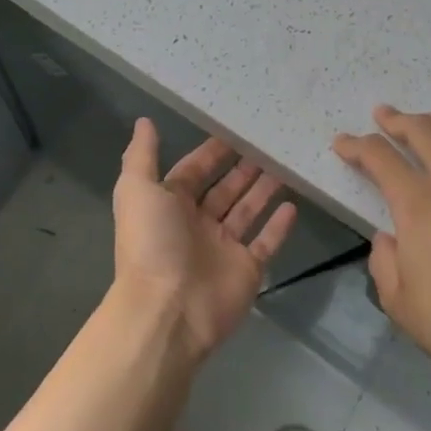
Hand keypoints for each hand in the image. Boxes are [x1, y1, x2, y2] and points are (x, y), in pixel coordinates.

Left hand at [113, 119, 297, 360]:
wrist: (168, 310)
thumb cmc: (152, 243)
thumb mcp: (136, 190)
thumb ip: (142, 155)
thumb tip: (144, 120)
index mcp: (170, 204)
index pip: (194, 170)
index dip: (212, 151)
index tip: (236, 128)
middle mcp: (197, 223)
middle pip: (225, 189)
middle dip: (243, 167)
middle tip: (269, 143)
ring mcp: (223, 248)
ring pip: (247, 211)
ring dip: (263, 190)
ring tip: (285, 165)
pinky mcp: (247, 269)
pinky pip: (266, 243)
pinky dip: (278, 226)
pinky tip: (293, 205)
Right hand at [334, 105, 430, 390]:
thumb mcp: (396, 299)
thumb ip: (383, 259)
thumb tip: (390, 238)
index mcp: (418, 204)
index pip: (379, 157)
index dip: (356, 145)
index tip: (342, 143)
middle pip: (424, 132)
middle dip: (397, 120)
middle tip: (382, 115)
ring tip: (429, 125)